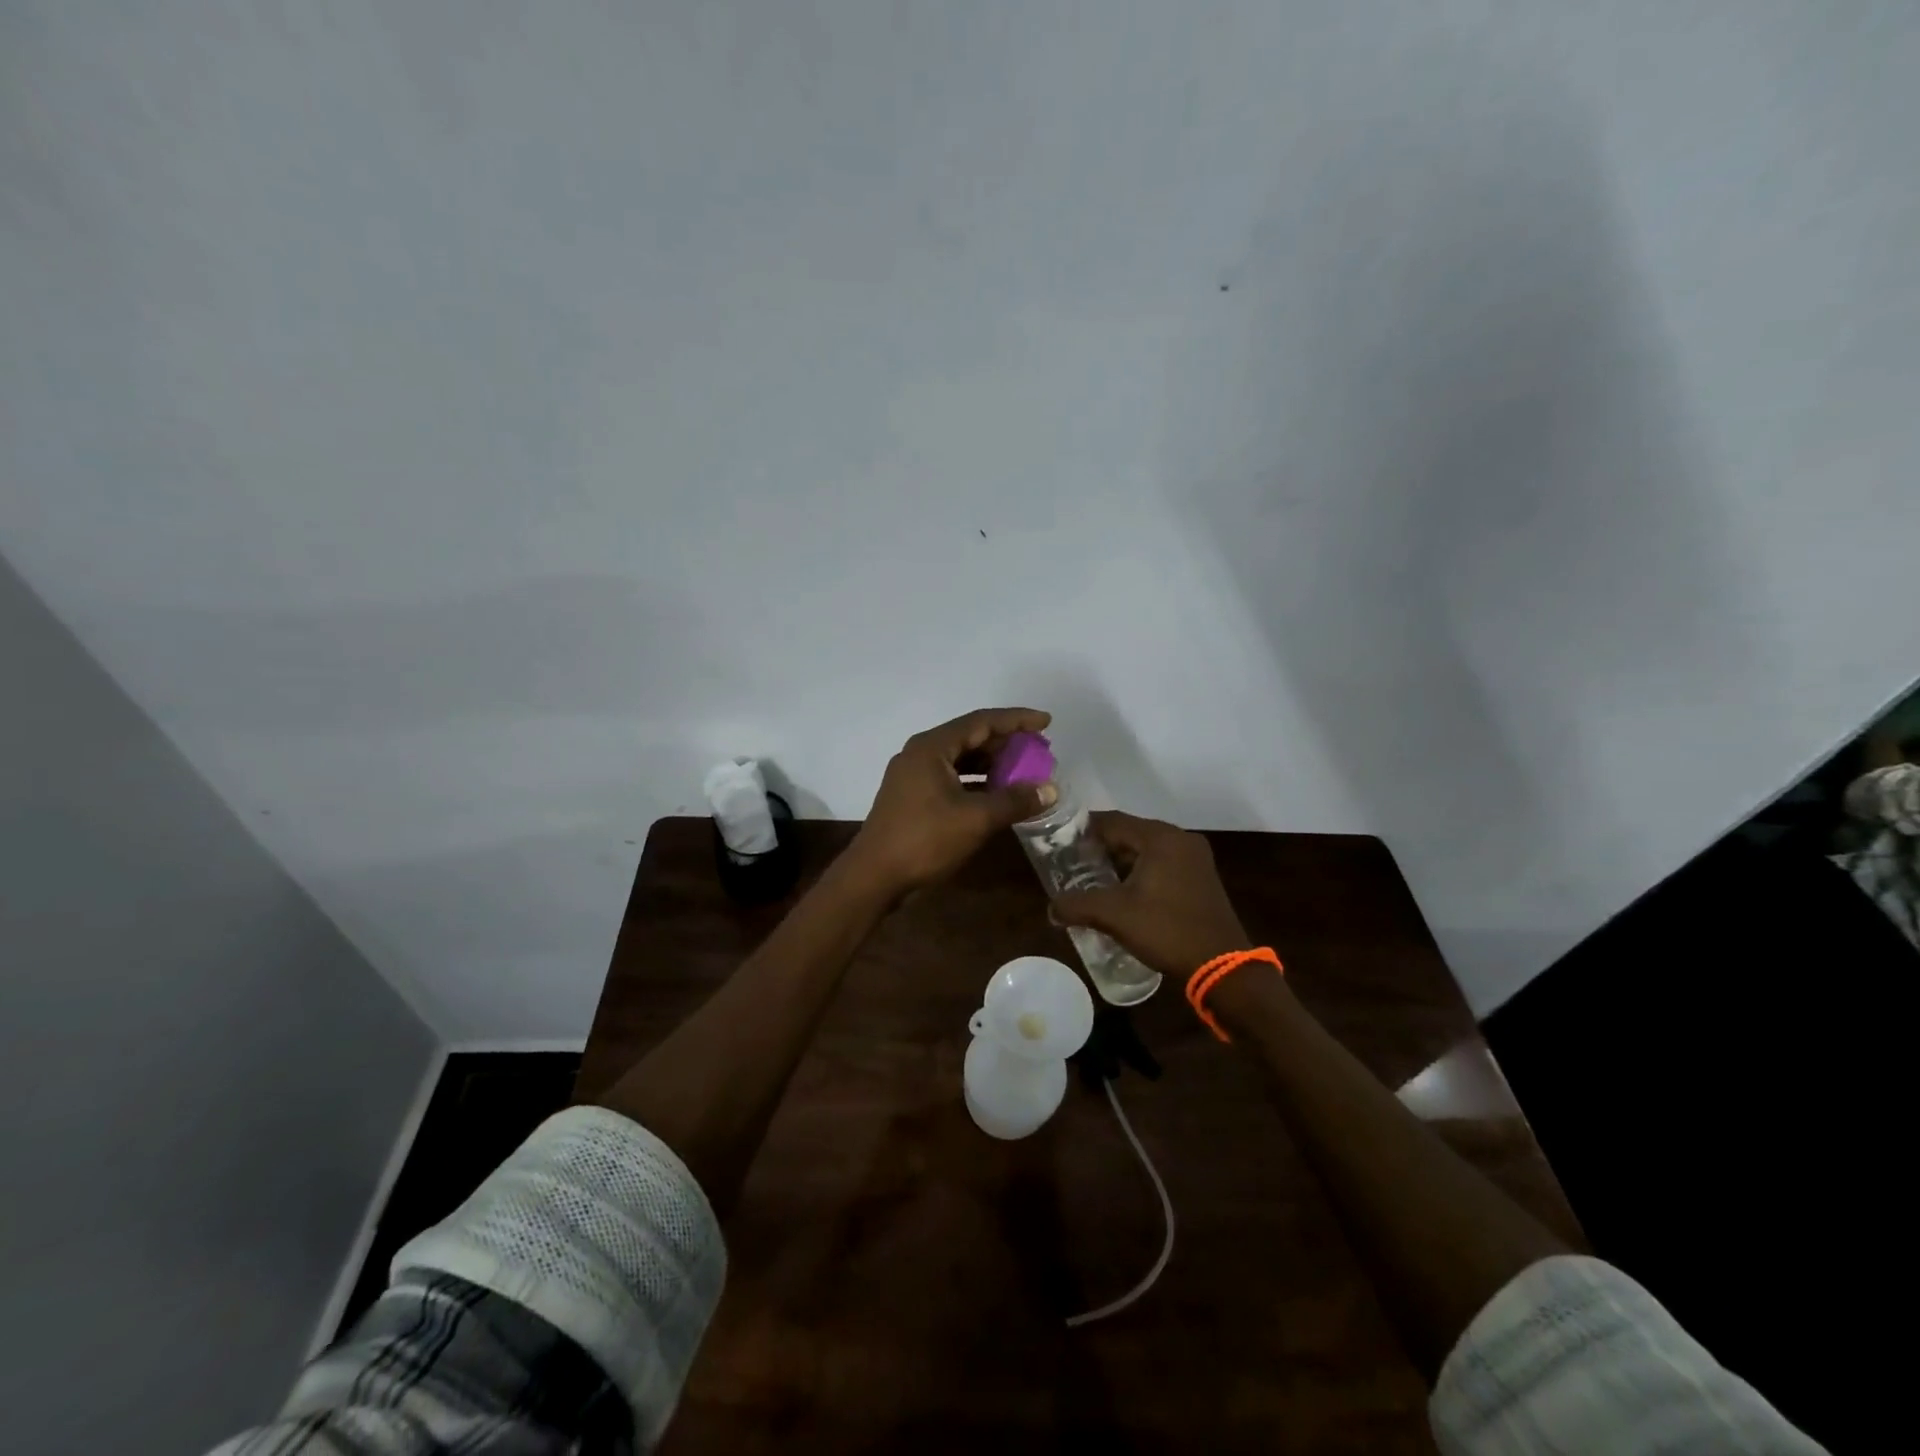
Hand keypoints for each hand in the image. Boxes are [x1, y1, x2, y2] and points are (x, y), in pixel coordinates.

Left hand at [844, 707, 1056, 896]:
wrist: (875, 876)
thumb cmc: (924, 840)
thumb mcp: (976, 819)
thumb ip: (1015, 800)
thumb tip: (1050, 789)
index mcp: (932, 747)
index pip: (982, 721)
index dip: (1016, 720)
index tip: (1046, 723)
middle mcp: (921, 753)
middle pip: (970, 737)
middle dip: (1006, 743)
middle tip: (1039, 750)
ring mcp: (914, 775)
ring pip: (961, 759)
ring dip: (992, 764)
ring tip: (1024, 771)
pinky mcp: (913, 797)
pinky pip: (952, 778)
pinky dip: (977, 782)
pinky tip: (998, 795)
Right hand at [1049, 811, 1251, 977]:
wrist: (1221, 966)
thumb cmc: (1166, 930)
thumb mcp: (1115, 915)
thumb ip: (1078, 905)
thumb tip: (1051, 909)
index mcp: (1160, 837)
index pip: (1112, 820)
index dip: (1083, 830)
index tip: (1060, 843)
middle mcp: (1180, 839)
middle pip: (1130, 833)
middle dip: (1101, 848)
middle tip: (1073, 864)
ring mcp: (1195, 858)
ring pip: (1146, 850)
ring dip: (1121, 862)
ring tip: (1093, 880)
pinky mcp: (1201, 878)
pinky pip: (1163, 864)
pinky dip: (1141, 872)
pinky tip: (1124, 893)